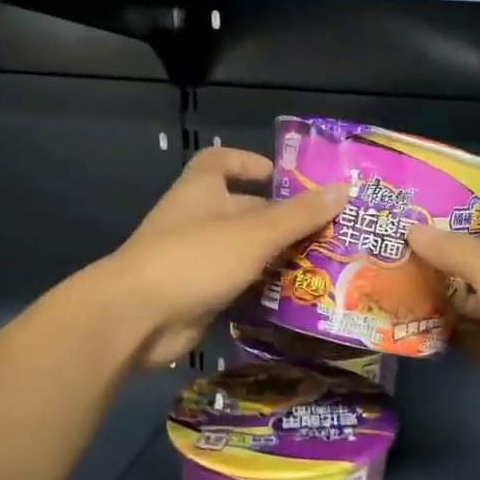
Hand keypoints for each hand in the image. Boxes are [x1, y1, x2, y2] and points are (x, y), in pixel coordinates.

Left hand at [103, 147, 346, 369]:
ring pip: (244, 251)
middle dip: (282, 219)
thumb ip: (299, 214)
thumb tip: (343, 189)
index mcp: (201, 190)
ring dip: (277, 257)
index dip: (249, 163)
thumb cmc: (195, 259)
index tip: (281, 177)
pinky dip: (262, 288)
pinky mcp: (198, 294)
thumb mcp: (255, 233)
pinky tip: (296, 297)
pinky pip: (237, 284)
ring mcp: (195, 259)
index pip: (220, 161)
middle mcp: (196, 219)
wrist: (136, 318)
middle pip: (243, 210)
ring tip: (323, 265)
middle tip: (327, 231)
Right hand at [408, 197, 479, 431]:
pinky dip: (438, 329)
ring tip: (385, 277)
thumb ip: (453, 248)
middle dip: (436, 248)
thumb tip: (412, 229)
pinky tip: (402, 320)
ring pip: (464, 296)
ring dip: (432, 290)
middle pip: (474, 255)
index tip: (425, 196)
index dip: (468, 200)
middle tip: (389, 239)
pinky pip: (462, 334)